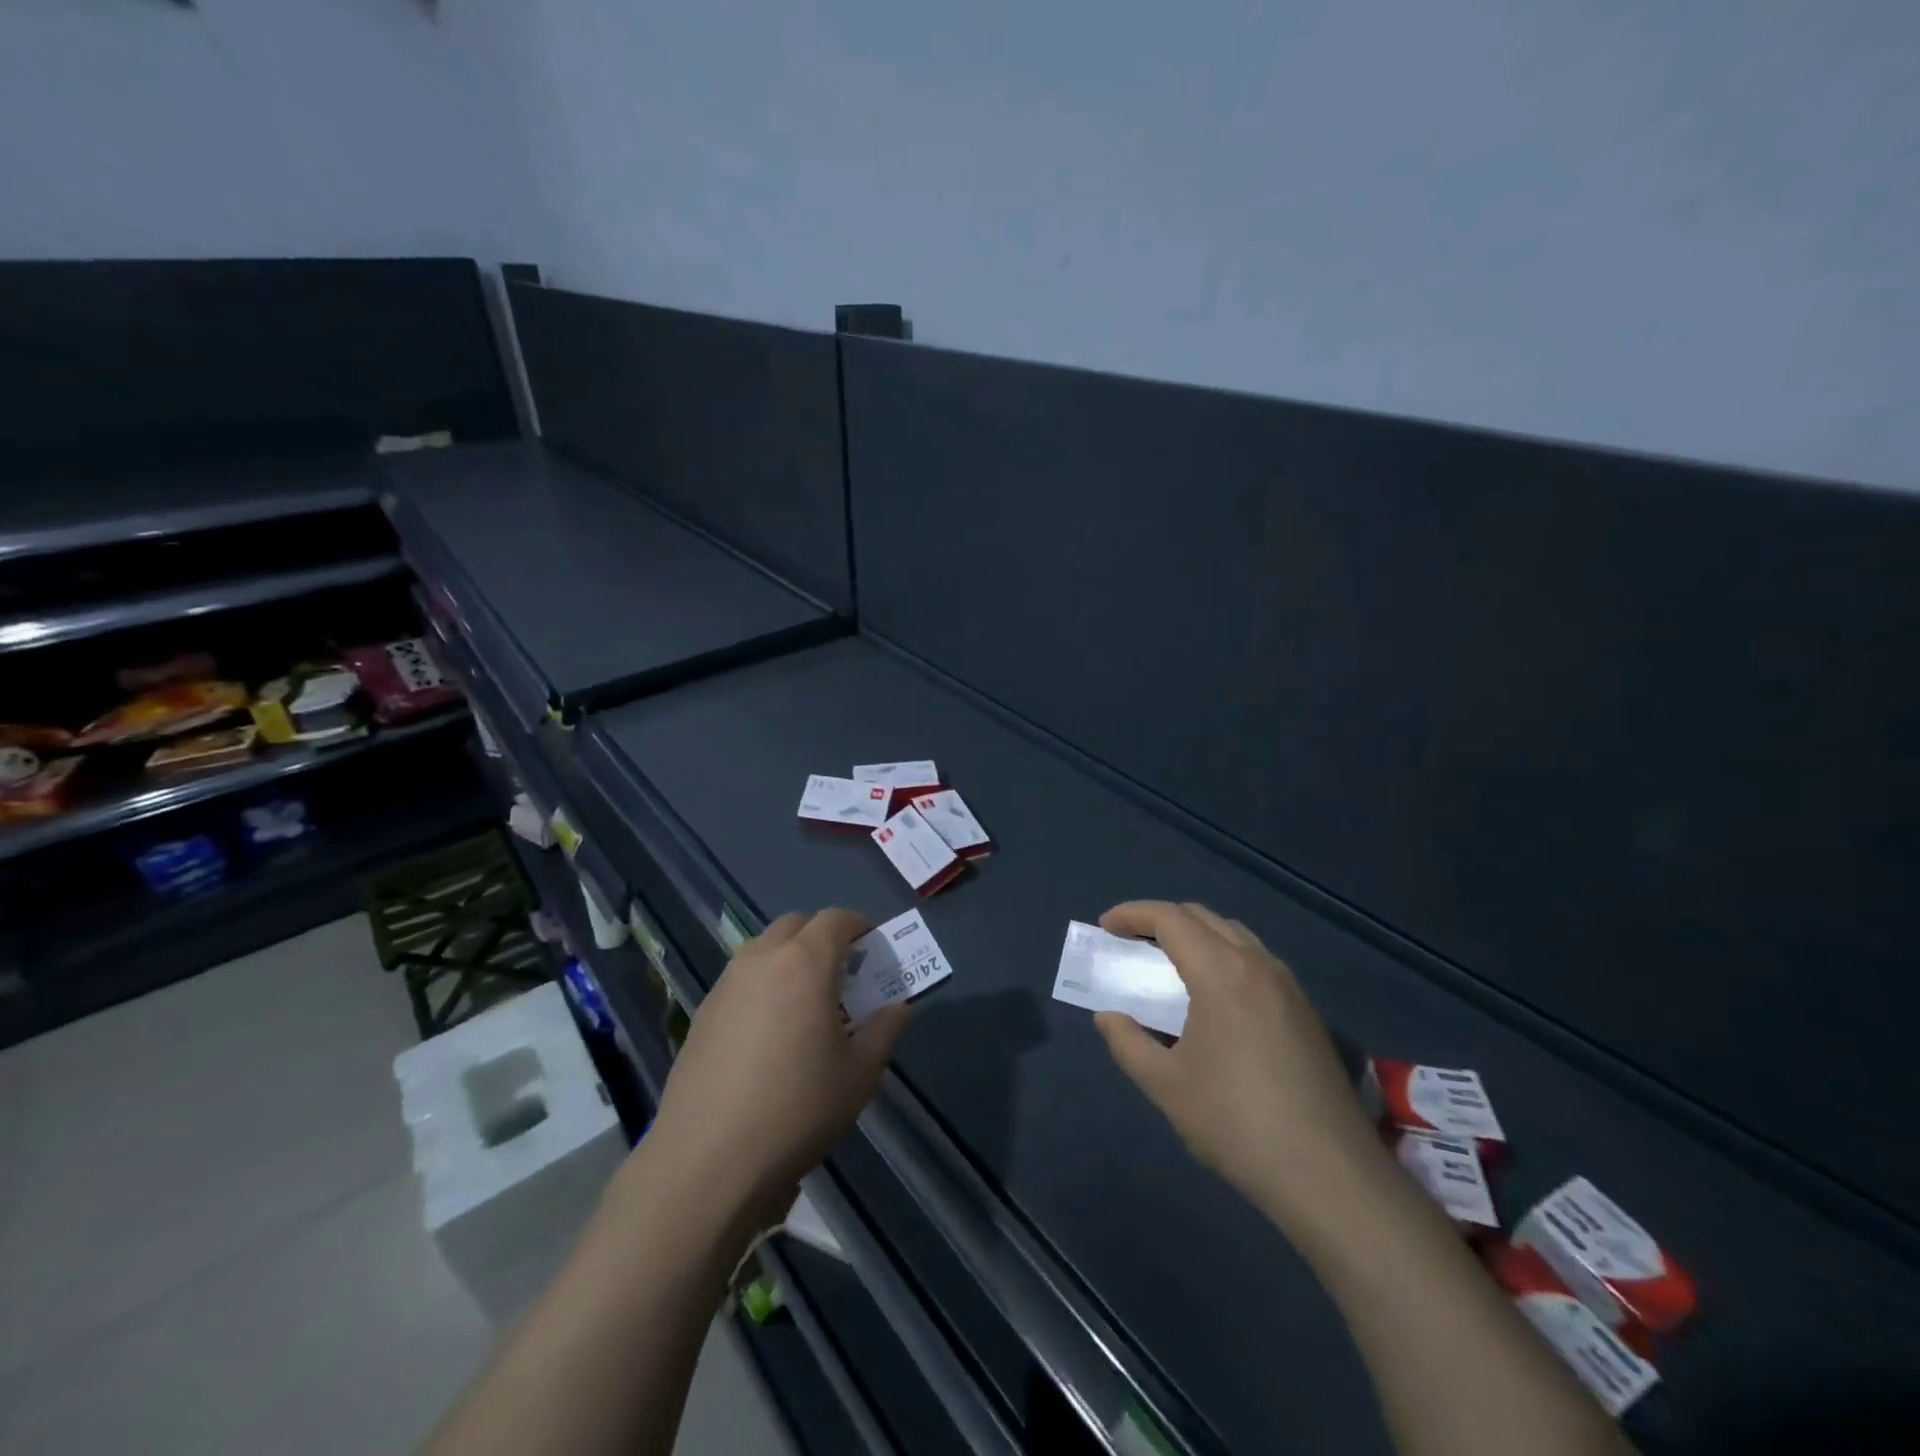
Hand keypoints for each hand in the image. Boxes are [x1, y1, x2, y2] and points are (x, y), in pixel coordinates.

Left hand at [646, 909, 908, 1229]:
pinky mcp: (702, 1013)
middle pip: (796, 925)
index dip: (859, 926)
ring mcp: (726, 984)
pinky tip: (768, 1033)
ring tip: (805, 1003)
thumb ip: (885, 1031)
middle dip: (822, 937)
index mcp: (805, 962)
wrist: (707, 1160)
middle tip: (842, 974)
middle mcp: (762, 959)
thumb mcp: (859, 1074)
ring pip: (764, 948)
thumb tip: (898, 1008)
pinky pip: (740, 979)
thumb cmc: (797, 1109)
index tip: (874, 948)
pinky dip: (762, 985)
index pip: (836, 919)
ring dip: (789, 958)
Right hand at [1094, 901, 1384, 1231]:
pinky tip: (1213, 999)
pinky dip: (1223, 958)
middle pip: (1203, 917)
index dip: (1132, 914)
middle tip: (1130, 943)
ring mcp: (1288, 986)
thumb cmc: (1237, 1124)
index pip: (1169, 918)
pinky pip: (1256, 960)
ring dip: (1195, 936)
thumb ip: (1127, 1042)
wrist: (1330, 1177)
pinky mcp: (1306, 1011)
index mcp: (1221, 973)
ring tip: (1169, 967)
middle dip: (1161, 920)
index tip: (1105, 927)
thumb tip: (1109, 1017)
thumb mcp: (1166, 1085)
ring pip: (1234, 935)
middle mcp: (1258, 965)